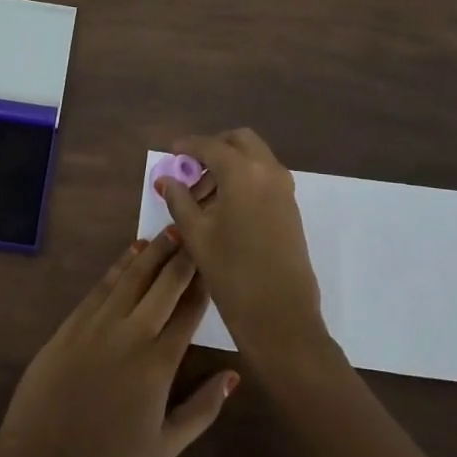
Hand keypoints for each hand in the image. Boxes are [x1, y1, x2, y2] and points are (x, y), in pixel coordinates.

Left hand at [0, 236, 236, 456]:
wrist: (42, 455)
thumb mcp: (165, 447)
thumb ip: (203, 410)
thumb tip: (233, 376)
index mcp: (160, 363)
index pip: (189, 311)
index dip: (204, 283)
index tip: (215, 260)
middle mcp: (133, 332)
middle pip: (164, 283)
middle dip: (183, 255)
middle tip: (197, 231)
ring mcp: (100, 322)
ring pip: (134, 275)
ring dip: (154, 250)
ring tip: (170, 230)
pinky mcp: (75, 319)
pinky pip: (104, 283)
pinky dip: (121, 264)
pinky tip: (133, 251)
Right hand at [156, 129, 328, 361]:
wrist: (281, 315)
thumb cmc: (232, 273)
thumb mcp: (197, 235)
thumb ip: (179, 200)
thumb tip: (166, 179)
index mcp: (243, 172)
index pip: (211, 146)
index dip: (188, 146)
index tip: (172, 151)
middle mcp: (268, 171)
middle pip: (240, 140)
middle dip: (215, 147)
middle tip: (191, 168)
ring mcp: (284, 188)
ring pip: (255, 157)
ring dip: (231, 163)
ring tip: (203, 194)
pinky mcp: (291, 207)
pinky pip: (265, 176)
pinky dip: (245, 177)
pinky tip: (225, 206)